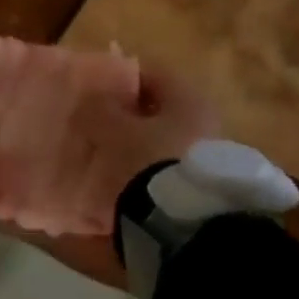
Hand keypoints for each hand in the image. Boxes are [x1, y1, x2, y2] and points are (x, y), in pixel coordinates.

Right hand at [73, 62, 220, 215]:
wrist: (179, 223)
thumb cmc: (146, 160)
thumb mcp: (112, 129)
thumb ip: (100, 108)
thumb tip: (93, 98)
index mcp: (187, 98)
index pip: (152, 75)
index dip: (121, 79)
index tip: (96, 91)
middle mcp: (204, 121)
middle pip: (159, 111)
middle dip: (130, 118)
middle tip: (98, 126)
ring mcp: (205, 157)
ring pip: (162, 142)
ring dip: (137, 147)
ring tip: (105, 158)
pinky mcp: (199, 188)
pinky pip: (165, 169)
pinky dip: (144, 171)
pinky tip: (121, 182)